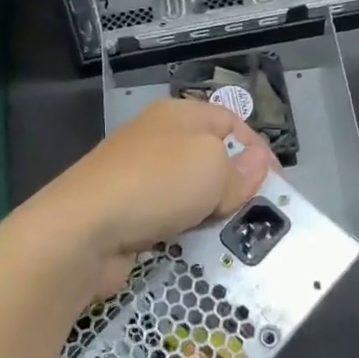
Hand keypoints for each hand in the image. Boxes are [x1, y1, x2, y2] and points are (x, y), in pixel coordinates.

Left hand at [28, 99, 274, 298]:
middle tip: (253, 212)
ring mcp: (136, 174)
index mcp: (177, 114)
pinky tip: (191, 244)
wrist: (83, 229)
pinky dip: (182, 228)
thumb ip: (241, 169)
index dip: (256, 147)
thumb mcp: (213, 168)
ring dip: (208, 210)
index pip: (229, 120)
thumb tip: (258, 162)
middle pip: (208, 156)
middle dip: (233, 183)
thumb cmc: (157, 184)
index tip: (275, 182)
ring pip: (188, 190)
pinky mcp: (124, 209)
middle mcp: (155, 137)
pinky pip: (166, 215)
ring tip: (226, 234)